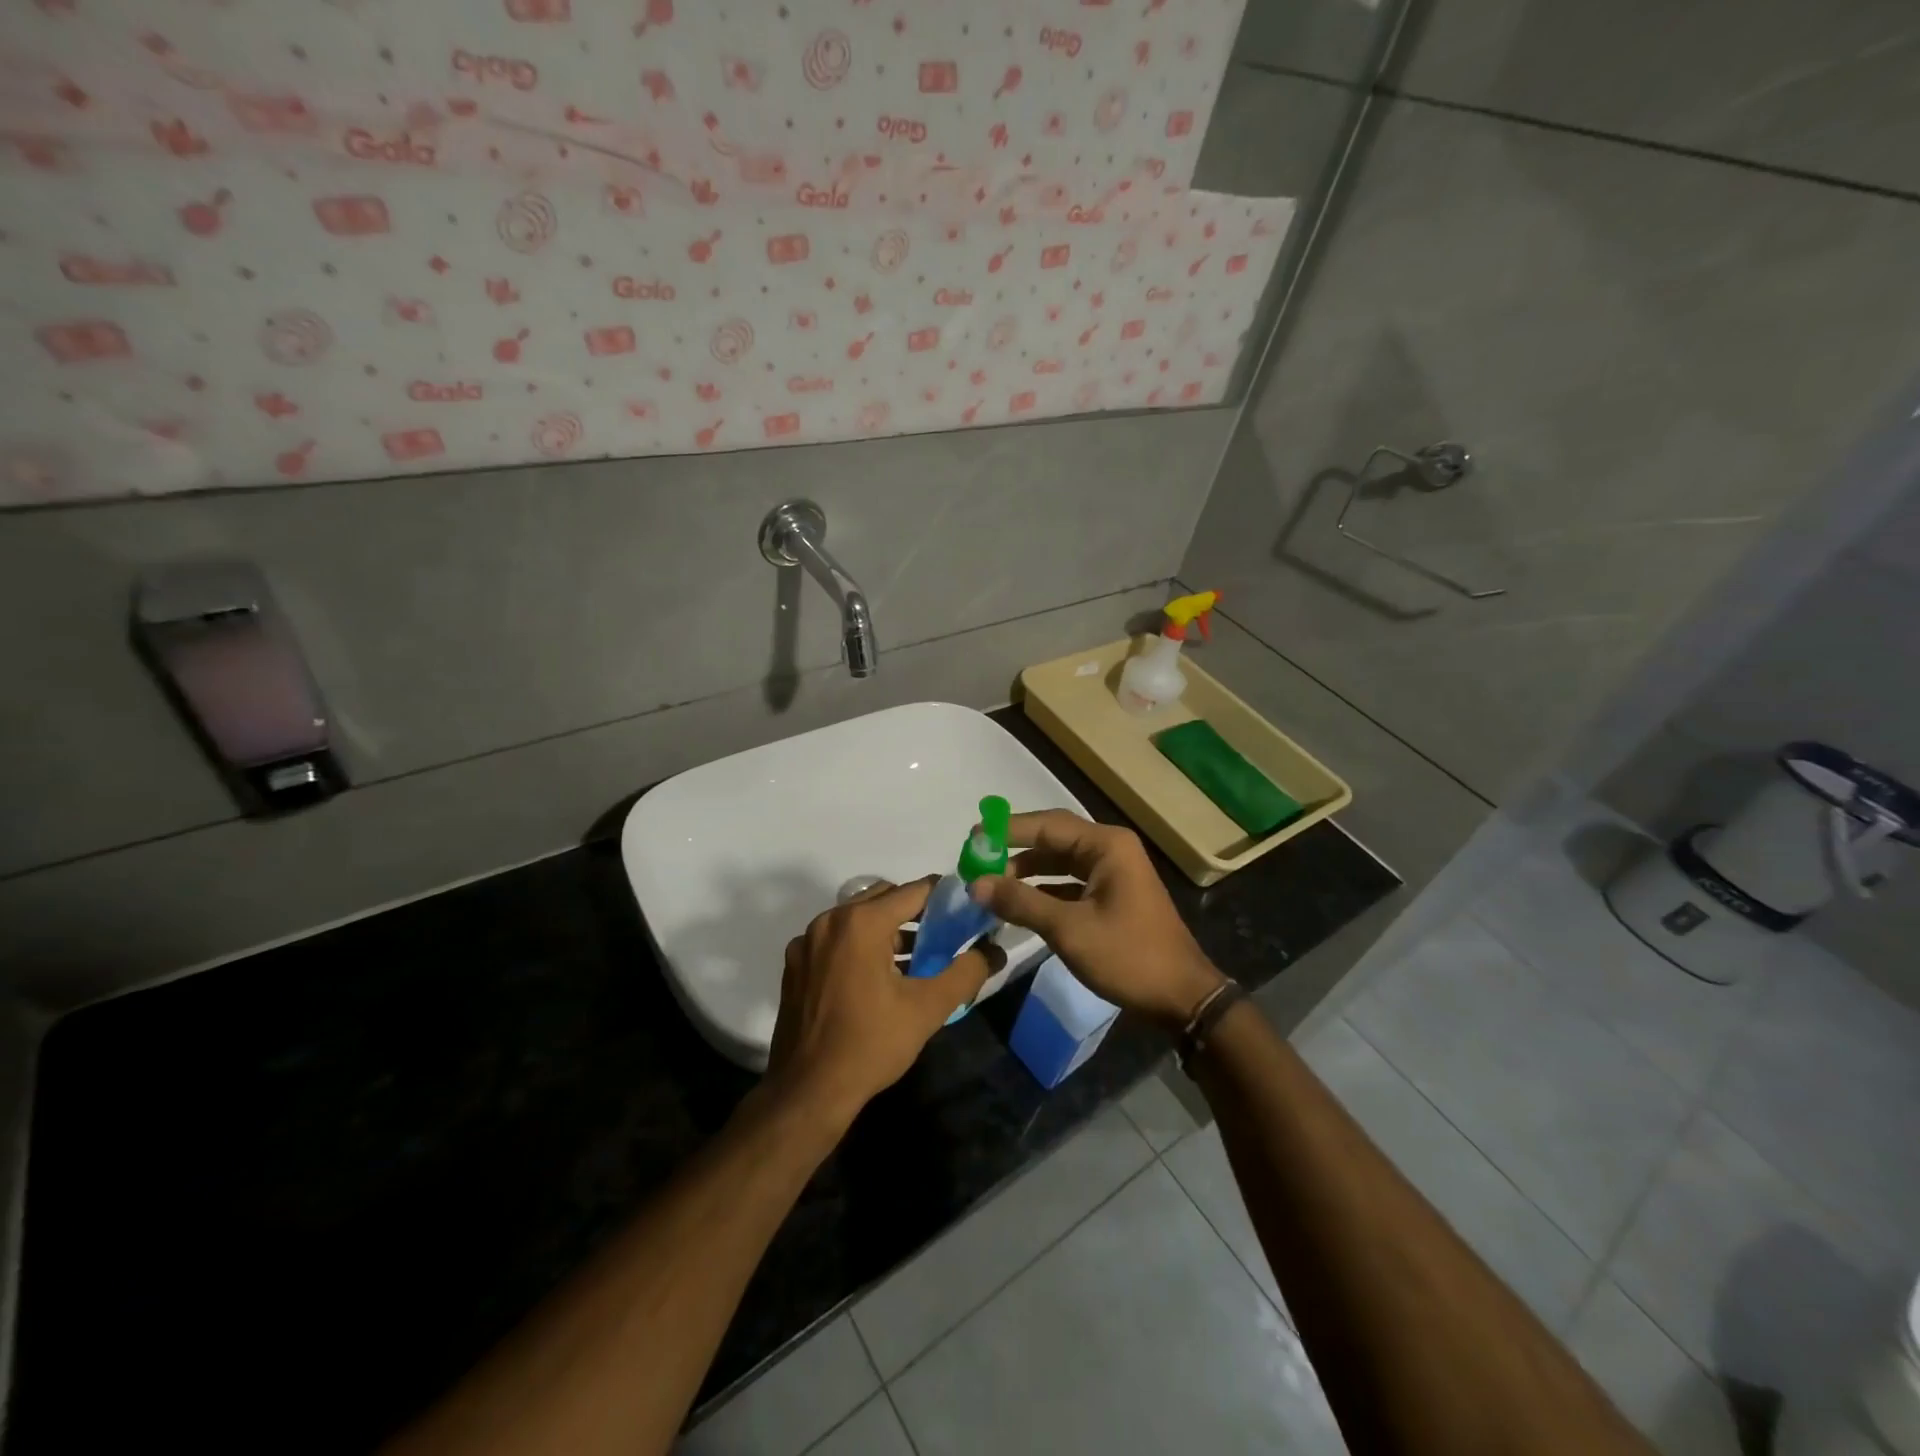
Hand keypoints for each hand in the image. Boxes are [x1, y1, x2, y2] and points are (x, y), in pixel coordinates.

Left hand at [766, 879, 1000, 1126]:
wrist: (809, 1091)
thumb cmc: (871, 1044)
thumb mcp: (928, 1008)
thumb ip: (966, 973)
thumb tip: (994, 951)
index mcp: (861, 922)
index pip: (913, 891)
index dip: (943, 896)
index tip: (965, 909)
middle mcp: (830, 920)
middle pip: (882, 897)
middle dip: (914, 911)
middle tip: (942, 934)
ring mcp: (807, 941)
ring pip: (857, 917)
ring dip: (886, 928)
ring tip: (914, 958)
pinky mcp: (795, 963)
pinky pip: (835, 938)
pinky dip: (858, 945)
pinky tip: (874, 977)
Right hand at [970, 810, 1223, 1031]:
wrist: (1182, 997)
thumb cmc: (1128, 956)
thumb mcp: (1068, 929)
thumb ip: (1021, 902)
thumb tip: (976, 883)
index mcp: (1106, 845)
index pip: (1047, 825)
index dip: (1007, 831)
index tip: (972, 839)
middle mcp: (1110, 849)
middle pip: (1053, 838)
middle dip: (1015, 849)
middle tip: (977, 859)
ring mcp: (1114, 873)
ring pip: (1060, 861)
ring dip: (1028, 871)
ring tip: (991, 883)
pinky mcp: (1112, 896)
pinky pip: (1070, 882)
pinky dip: (1044, 889)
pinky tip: (1019, 903)